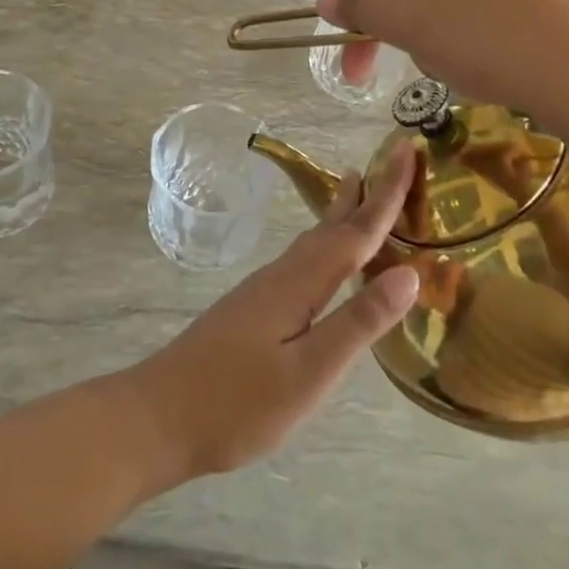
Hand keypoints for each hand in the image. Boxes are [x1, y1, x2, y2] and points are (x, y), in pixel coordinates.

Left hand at [124, 147, 420, 480]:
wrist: (159, 416)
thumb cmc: (237, 403)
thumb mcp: (309, 372)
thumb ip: (358, 322)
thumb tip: (409, 273)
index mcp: (300, 283)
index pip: (355, 231)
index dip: (386, 194)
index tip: (407, 152)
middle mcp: (282, 275)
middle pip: (332, 226)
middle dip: (366, 195)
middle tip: (390, 161)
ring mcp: (263, 290)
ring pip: (313, 240)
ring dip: (342, 214)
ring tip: (359, 190)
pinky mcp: (253, 308)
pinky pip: (302, 259)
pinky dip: (325, 243)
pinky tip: (324, 257)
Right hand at [315, 0, 568, 134]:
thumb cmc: (489, 38)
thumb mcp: (411, 25)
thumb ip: (361, 11)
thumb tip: (323, 1)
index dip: (364, 28)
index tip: (356, 78)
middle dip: (414, 35)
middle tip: (431, 68)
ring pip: (455, 8)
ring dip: (446, 43)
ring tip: (473, 71)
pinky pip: (493, 18)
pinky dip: (484, 45)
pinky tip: (502, 67)